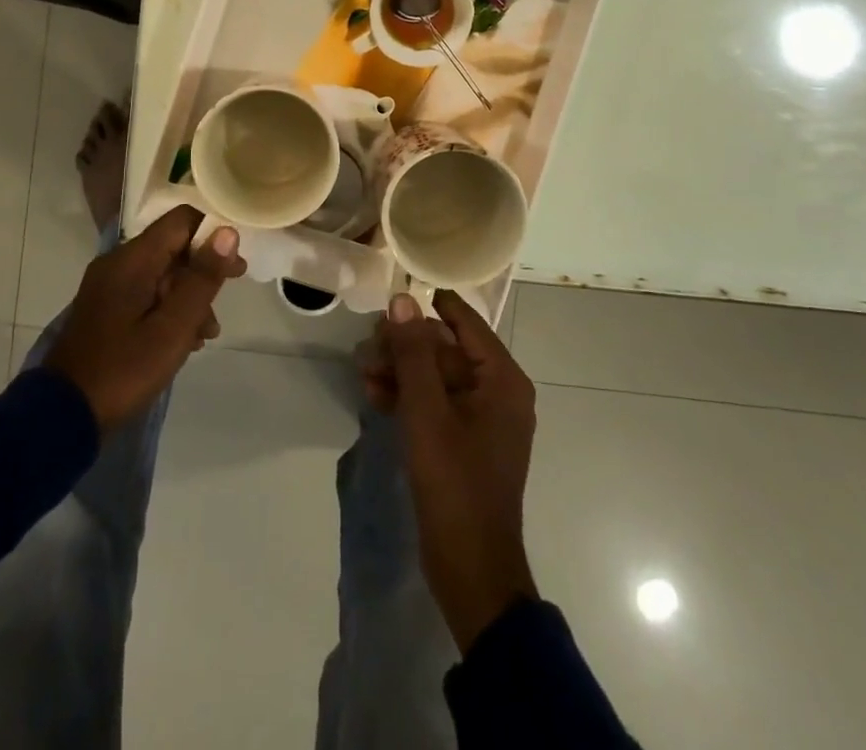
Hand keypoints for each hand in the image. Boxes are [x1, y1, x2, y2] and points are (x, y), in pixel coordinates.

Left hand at [43, 206, 245, 431]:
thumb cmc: (124, 368)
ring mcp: (109, 287)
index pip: (181, 220)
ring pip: (162, 274)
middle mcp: (118, 263)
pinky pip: (146, 294)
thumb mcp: (173, 327)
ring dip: (189, 296)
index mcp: (132, 260)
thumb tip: (228, 232)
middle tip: (228, 297)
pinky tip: (184, 340)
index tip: (235, 264)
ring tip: (207, 333)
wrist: (63, 415)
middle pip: (172, 247)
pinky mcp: (106, 309)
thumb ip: (202, 278)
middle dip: (203, 271)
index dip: (213, 234)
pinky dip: (169, 309)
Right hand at [367, 290, 538, 652]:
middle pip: (447, 349)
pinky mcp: (464, 441)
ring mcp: (482, 418)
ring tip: (363, 369)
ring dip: (401, 370)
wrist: (471, 568)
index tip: (394, 295)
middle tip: (368, 343)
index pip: (466, 322)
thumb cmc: (454, 482)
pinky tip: (373, 394)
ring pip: (437, 376)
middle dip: (406, 344)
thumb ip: (413, 353)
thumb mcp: (426, 412)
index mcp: (502, 379)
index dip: (430, 306)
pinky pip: (436, 403)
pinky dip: (407, 397)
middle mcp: (498, 391)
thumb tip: (402, 300)